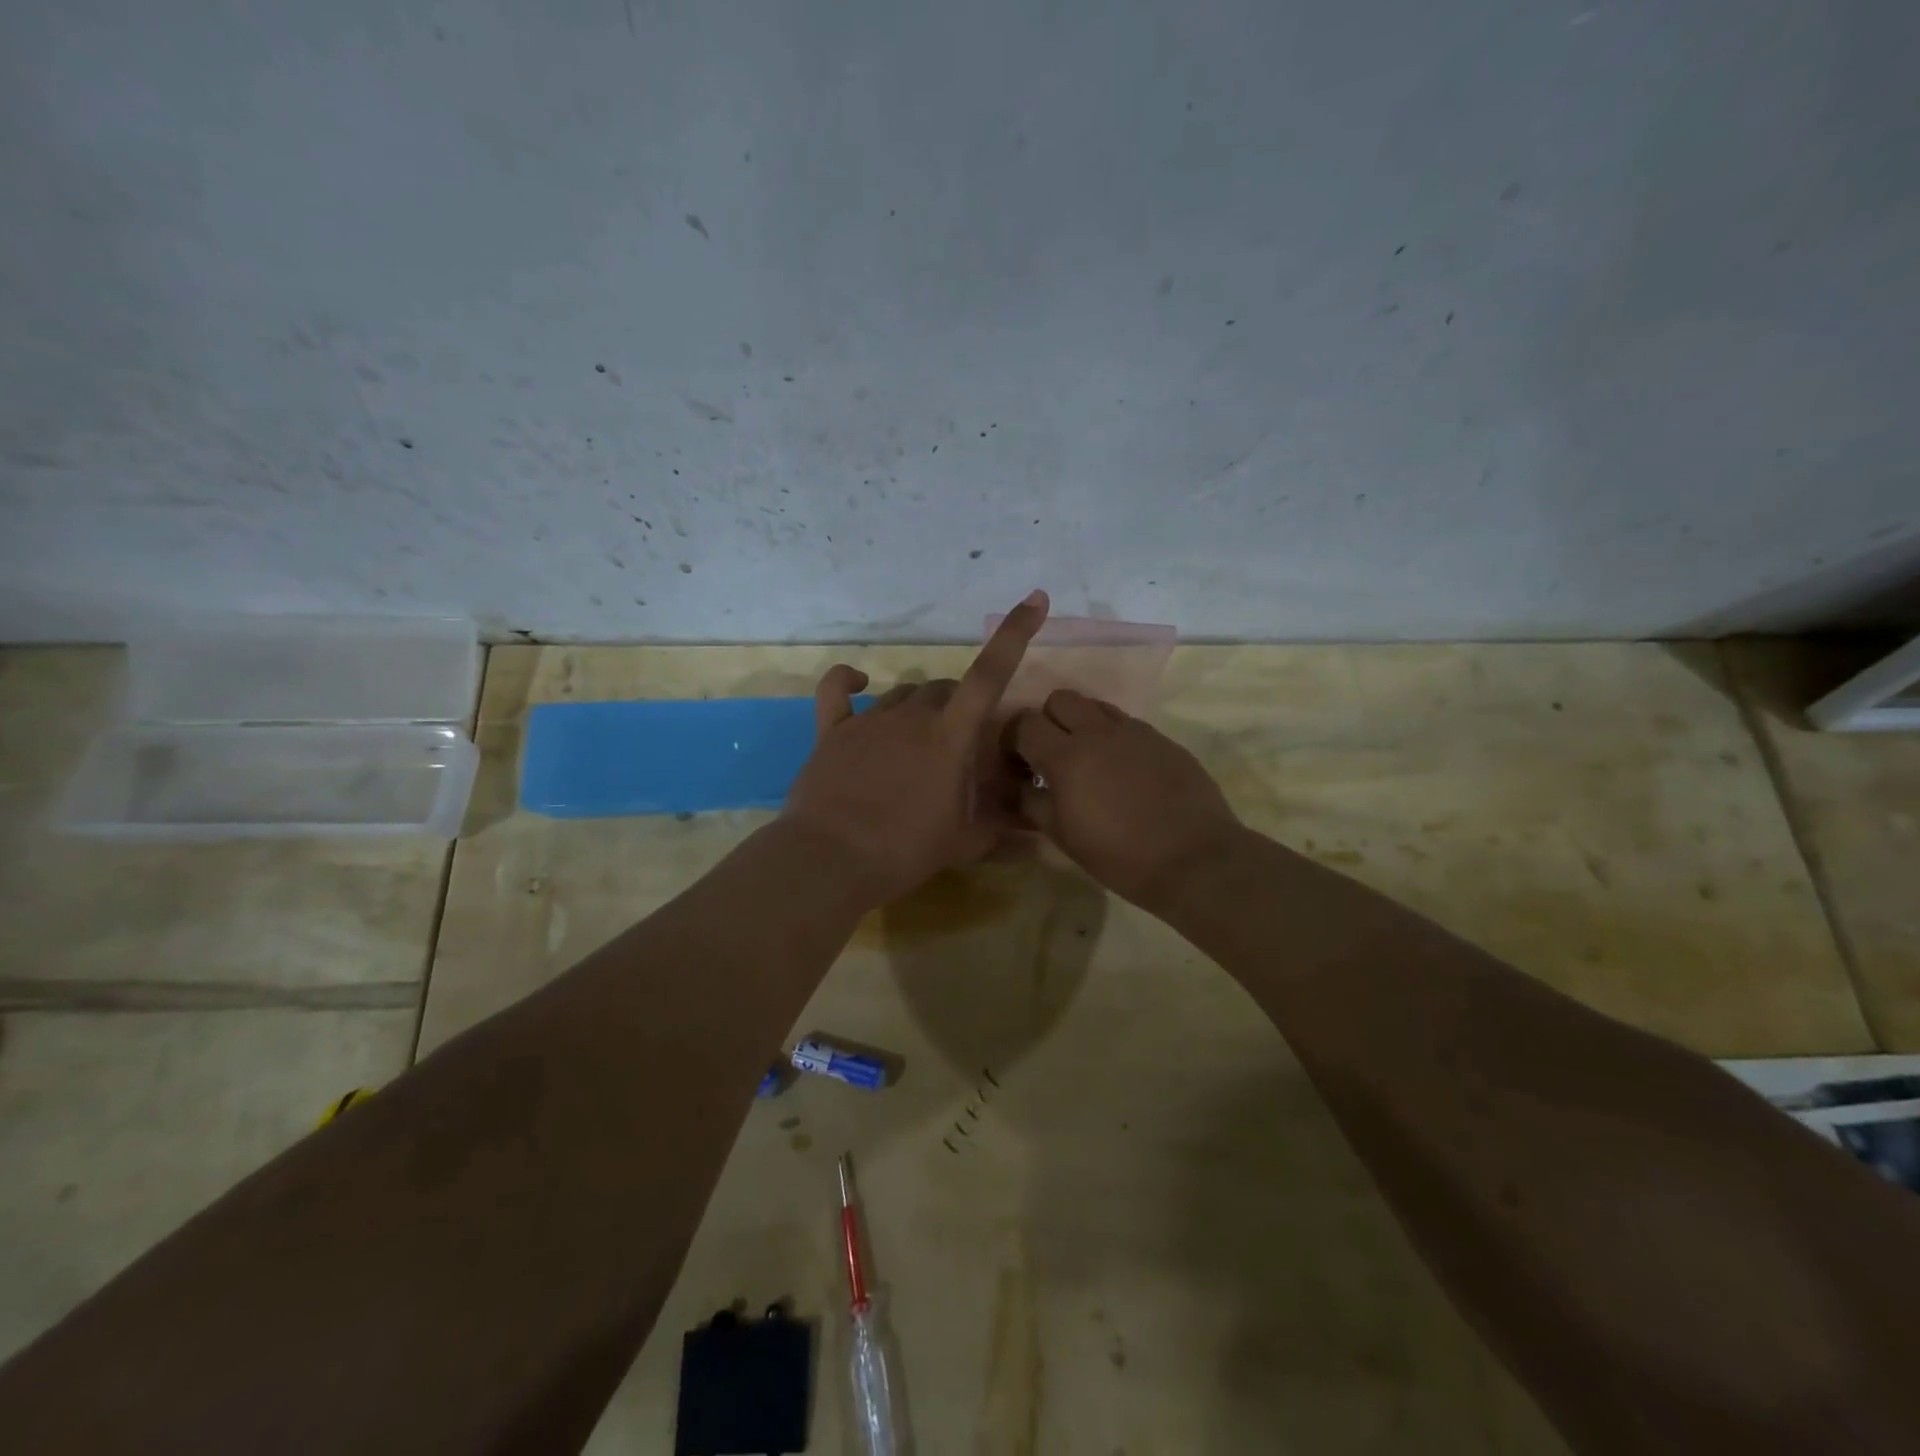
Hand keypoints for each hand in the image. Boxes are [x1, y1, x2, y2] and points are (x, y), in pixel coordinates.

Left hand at [783, 590, 1049, 905]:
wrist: (831, 860)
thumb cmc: (906, 851)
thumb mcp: (964, 844)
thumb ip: (1002, 831)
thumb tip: (1037, 835)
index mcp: (950, 736)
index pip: (990, 675)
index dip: (1014, 633)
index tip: (1034, 599)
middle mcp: (912, 716)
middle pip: (944, 689)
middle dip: (958, 705)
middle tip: (959, 744)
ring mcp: (869, 719)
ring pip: (903, 693)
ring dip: (918, 706)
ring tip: (918, 741)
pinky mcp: (832, 730)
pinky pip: (837, 690)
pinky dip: (849, 681)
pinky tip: (858, 681)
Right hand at [1007, 690, 1244, 907]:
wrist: (1194, 859)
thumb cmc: (1119, 855)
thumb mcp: (1063, 836)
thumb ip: (1033, 803)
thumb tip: (1020, 786)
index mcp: (1066, 756)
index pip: (1024, 723)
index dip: (1012, 739)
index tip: (1016, 763)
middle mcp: (1098, 732)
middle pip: (1059, 699)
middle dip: (1047, 720)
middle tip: (1051, 755)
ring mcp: (1134, 732)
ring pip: (1095, 705)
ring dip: (1081, 724)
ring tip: (1087, 760)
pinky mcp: (1162, 739)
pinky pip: (1127, 723)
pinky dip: (1113, 737)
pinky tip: (1122, 771)